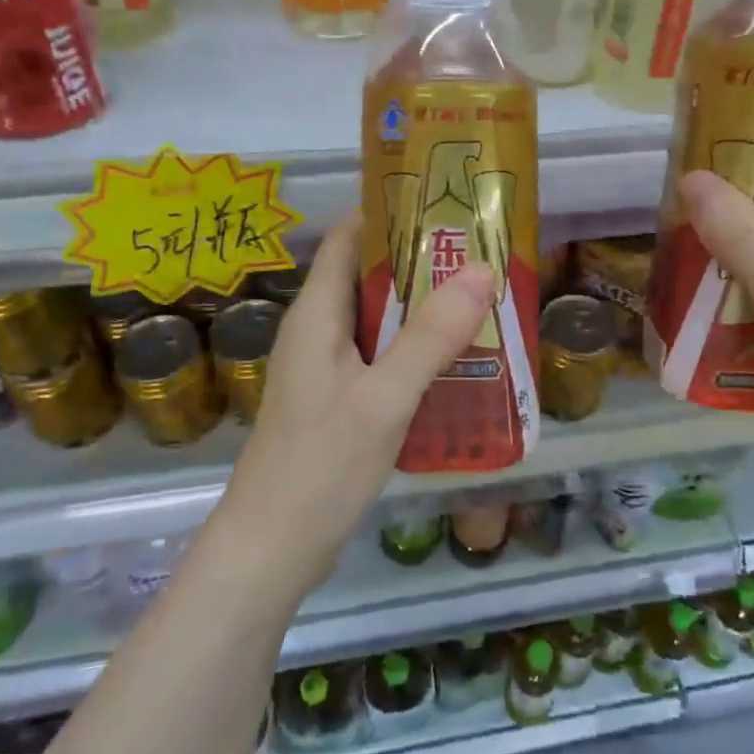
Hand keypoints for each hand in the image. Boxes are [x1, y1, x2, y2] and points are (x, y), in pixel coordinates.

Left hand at [212, 218, 494, 598]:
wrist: (272, 548)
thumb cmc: (321, 464)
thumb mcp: (384, 397)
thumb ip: (430, 336)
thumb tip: (481, 269)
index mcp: (316, 314)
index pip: (347, 239)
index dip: (389, 214)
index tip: (443, 206)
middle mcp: (316, 332)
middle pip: (367, 276)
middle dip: (420, 263)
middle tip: (479, 255)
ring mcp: (324, 369)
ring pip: (376, 320)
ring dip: (420, 309)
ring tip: (478, 300)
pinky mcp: (335, 401)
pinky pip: (377, 357)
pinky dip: (413, 349)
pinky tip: (454, 362)